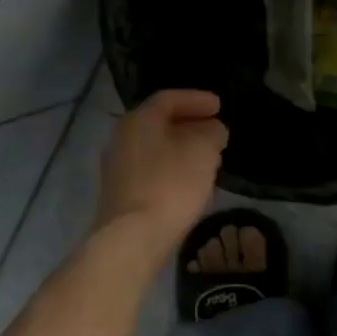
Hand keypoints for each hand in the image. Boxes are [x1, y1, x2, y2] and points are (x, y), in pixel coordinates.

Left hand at [94, 90, 228, 252]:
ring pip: (155, 147)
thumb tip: (212, 130)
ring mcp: (117, 167)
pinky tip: (189, 181)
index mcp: (139, 119)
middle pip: (159, 122)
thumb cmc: (170, 185)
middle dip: (190, 124)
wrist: (132, 237)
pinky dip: (171, 167)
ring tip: (208, 157)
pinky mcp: (120, 193)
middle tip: (215, 131)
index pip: (169, 98)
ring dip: (182, 148)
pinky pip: (151, 169)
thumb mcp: (203, 151)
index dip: (197, 99)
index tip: (220, 106)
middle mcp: (121, 137)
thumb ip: (212, 132)